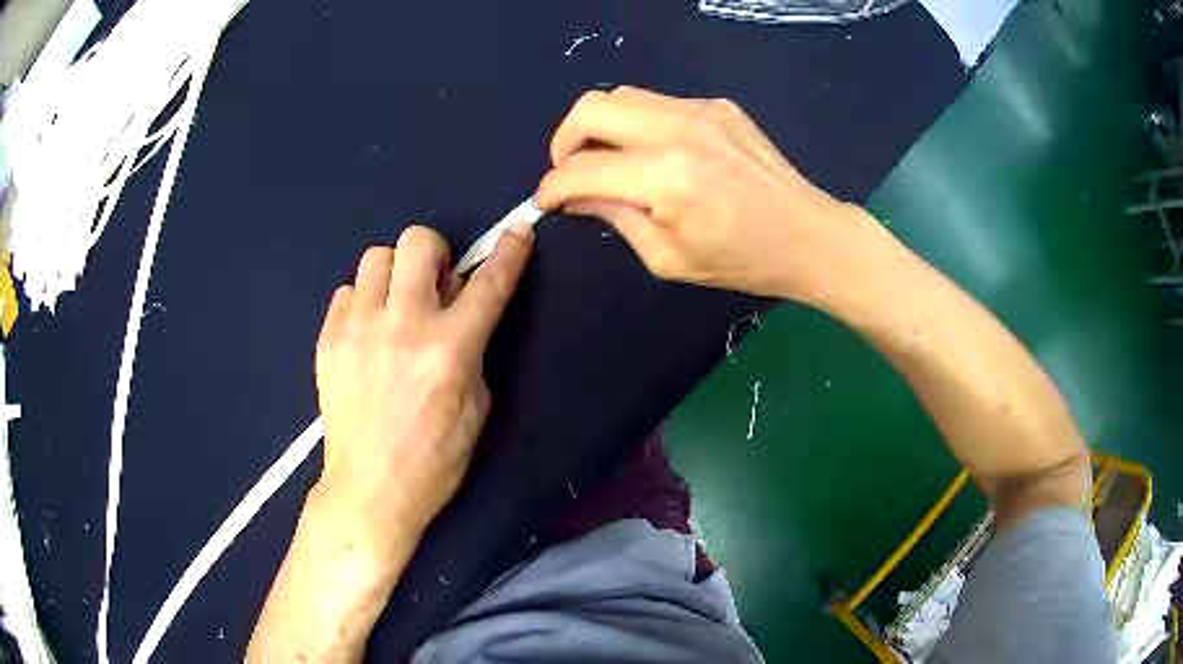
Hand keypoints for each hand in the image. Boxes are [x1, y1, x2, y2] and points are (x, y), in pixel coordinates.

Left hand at [312, 224, 532, 553]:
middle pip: (417, 241)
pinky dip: (362, 303)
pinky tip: (366, 335)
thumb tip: (455, 307)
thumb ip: (471, 349)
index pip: (489, 283)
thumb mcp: (476, 407)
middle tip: (433, 286)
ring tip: (394, 308)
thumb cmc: (434, 459)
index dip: (510, 252)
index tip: (518, 232)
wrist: (370, 489)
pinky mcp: (328, 338)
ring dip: (394, 275)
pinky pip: (347, 292)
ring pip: (376, 256)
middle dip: (434, 254)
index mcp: (450, 348)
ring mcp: (359, 327)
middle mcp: (403, 324)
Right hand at [535, 86, 896, 302]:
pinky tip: (653, 153)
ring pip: (622, 96)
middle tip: (569, 171)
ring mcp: (701, 110)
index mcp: (666, 177)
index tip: (545, 201)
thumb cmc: (743, 260)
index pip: (583, 168)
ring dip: (599, 126)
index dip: (552, 186)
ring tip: (606, 160)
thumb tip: (578, 196)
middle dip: (564, 140)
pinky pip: (658, 103)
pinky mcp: (717, 105)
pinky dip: (638, 124)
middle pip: (591, 107)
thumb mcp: (668, 258)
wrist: (810, 235)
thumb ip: (616, 218)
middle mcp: (678, 129)